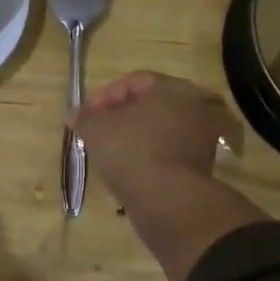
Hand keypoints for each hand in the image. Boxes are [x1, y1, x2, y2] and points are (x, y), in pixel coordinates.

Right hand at [74, 71, 265, 280]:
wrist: (167, 199)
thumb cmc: (131, 150)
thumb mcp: (96, 129)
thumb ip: (84, 117)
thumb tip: (75, 115)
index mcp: (174, 88)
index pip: (136, 80)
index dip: (106, 95)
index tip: (87, 113)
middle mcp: (197, 107)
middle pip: (154, 103)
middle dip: (124, 114)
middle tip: (102, 127)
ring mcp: (205, 138)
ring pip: (164, 128)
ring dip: (139, 135)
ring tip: (114, 150)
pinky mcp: (204, 165)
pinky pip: (172, 151)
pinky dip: (152, 154)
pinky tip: (132, 167)